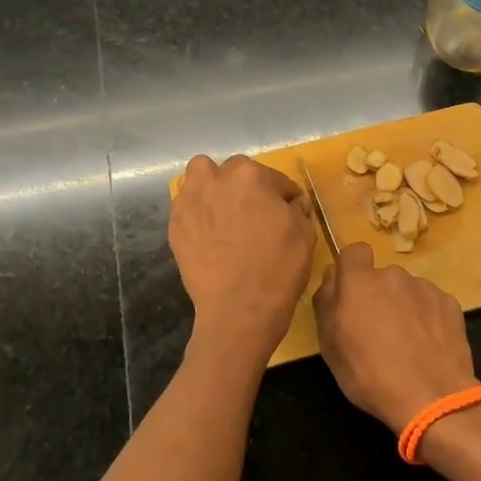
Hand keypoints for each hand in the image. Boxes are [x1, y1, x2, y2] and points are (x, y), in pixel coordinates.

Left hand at [170, 155, 315, 351]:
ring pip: (200, 178)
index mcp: (250, 175)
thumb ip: (297, 209)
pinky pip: (187, 207)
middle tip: (255, 213)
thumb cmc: (278, 267)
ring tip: (224, 213)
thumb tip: (292, 203)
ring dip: (213, 187)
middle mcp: (215, 180)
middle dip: (246, 187)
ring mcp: (190, 202)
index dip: (284, 196)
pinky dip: (198, 213)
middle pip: (233, 172)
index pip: (274, 178)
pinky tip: (210, 234)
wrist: (239, 309)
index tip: (288, 211)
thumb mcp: (305, 233)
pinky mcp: (175, 226)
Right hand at [312, 243, 477, 432]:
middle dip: (378, 296)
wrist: (432, 397)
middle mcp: (393, 275)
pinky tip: (428, 346)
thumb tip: (331, 277)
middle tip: (378, 331)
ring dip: (403, 307)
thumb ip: (326, 303)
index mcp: (359, 282)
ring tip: (407, 344)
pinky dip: (427, 318)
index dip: (352, 269)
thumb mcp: (330, 346)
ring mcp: (424, 287)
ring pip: (407, 290)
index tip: (352, 295)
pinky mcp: (449, 303)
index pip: (354, 251)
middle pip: (381, 277)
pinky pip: (430, 303)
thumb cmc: (370, 374)